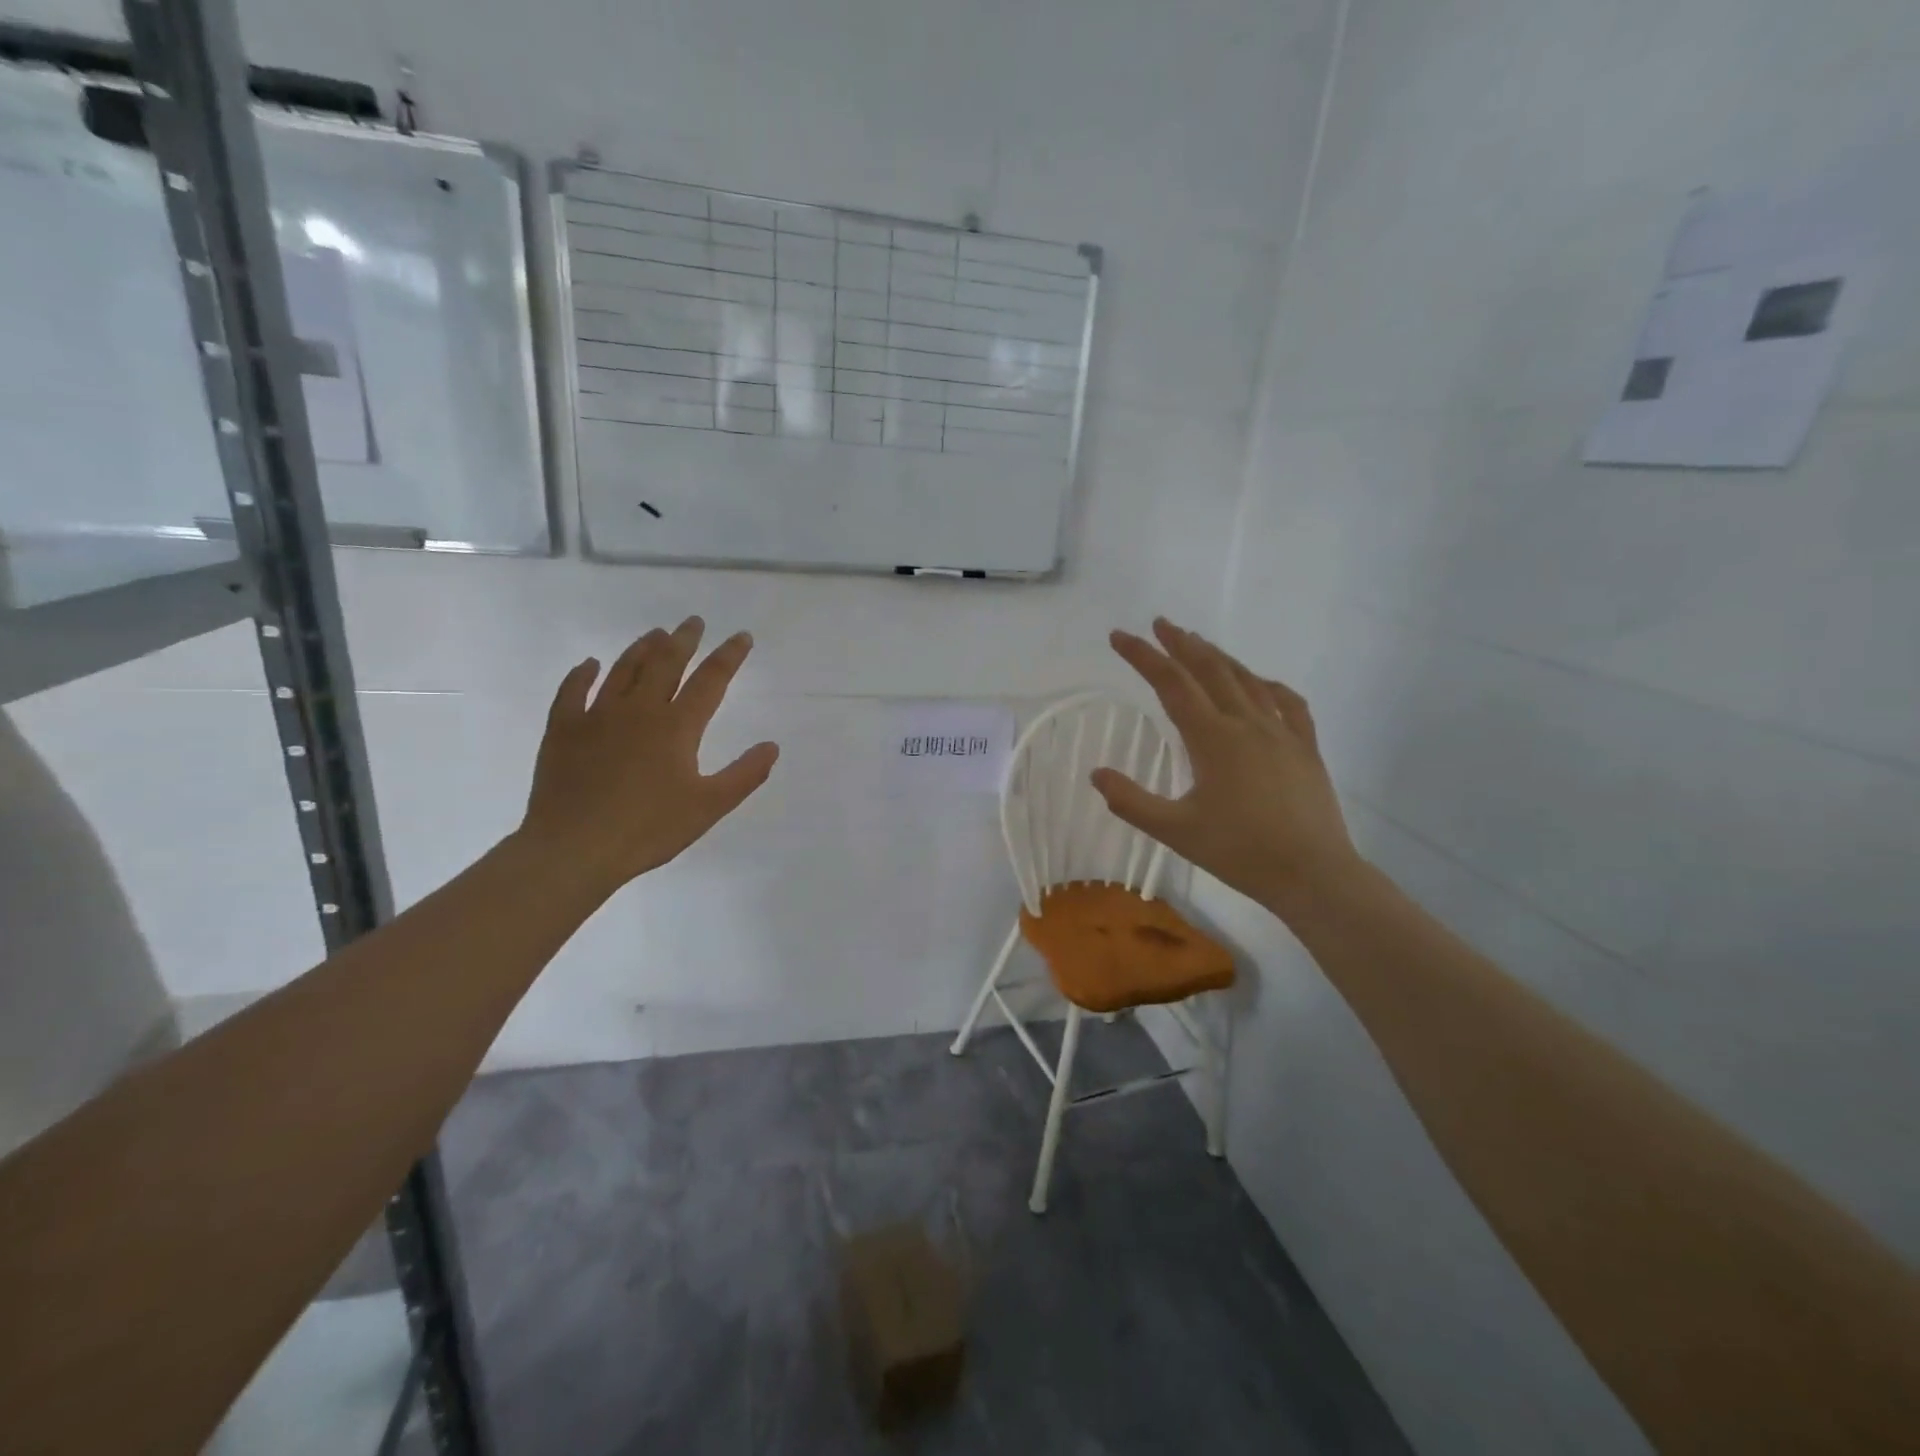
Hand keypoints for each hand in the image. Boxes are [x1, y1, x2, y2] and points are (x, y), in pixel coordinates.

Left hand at [516, 617, 778, 893]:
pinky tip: (589, 664)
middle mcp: (638, 711)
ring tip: (655, 633)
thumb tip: (772, 746)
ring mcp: (596, 717)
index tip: (742, 636)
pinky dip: (581, 674)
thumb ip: (744, 775)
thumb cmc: (648, 829)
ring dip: (641, 649)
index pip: (710, 681)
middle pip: (665, 664)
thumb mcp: (709, 807)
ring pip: (622, 670)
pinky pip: (571, 692)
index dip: (729, 656)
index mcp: (677, 727)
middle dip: (684, 640)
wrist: (574, 848)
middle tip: (693, 621)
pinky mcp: (563, 731)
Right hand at [1093, 618, 1360, 916]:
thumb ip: (1131, 801)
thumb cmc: (1240, 852)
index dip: (1143, 656)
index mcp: (1213, 738)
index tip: (1120, 636)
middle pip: (1210, 669)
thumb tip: (1096, 773)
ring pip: (1246, 680)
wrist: (1313, 874)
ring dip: (1218, 657)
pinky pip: (1287, 702)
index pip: (1171, 683)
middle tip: (1160, 624)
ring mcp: (1281, 732)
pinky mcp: (1305, 747)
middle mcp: (1247, 723)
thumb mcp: (1176, 831)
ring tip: (1198, 643)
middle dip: (1181, 643)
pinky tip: (1260, 683)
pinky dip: (1267, 684)